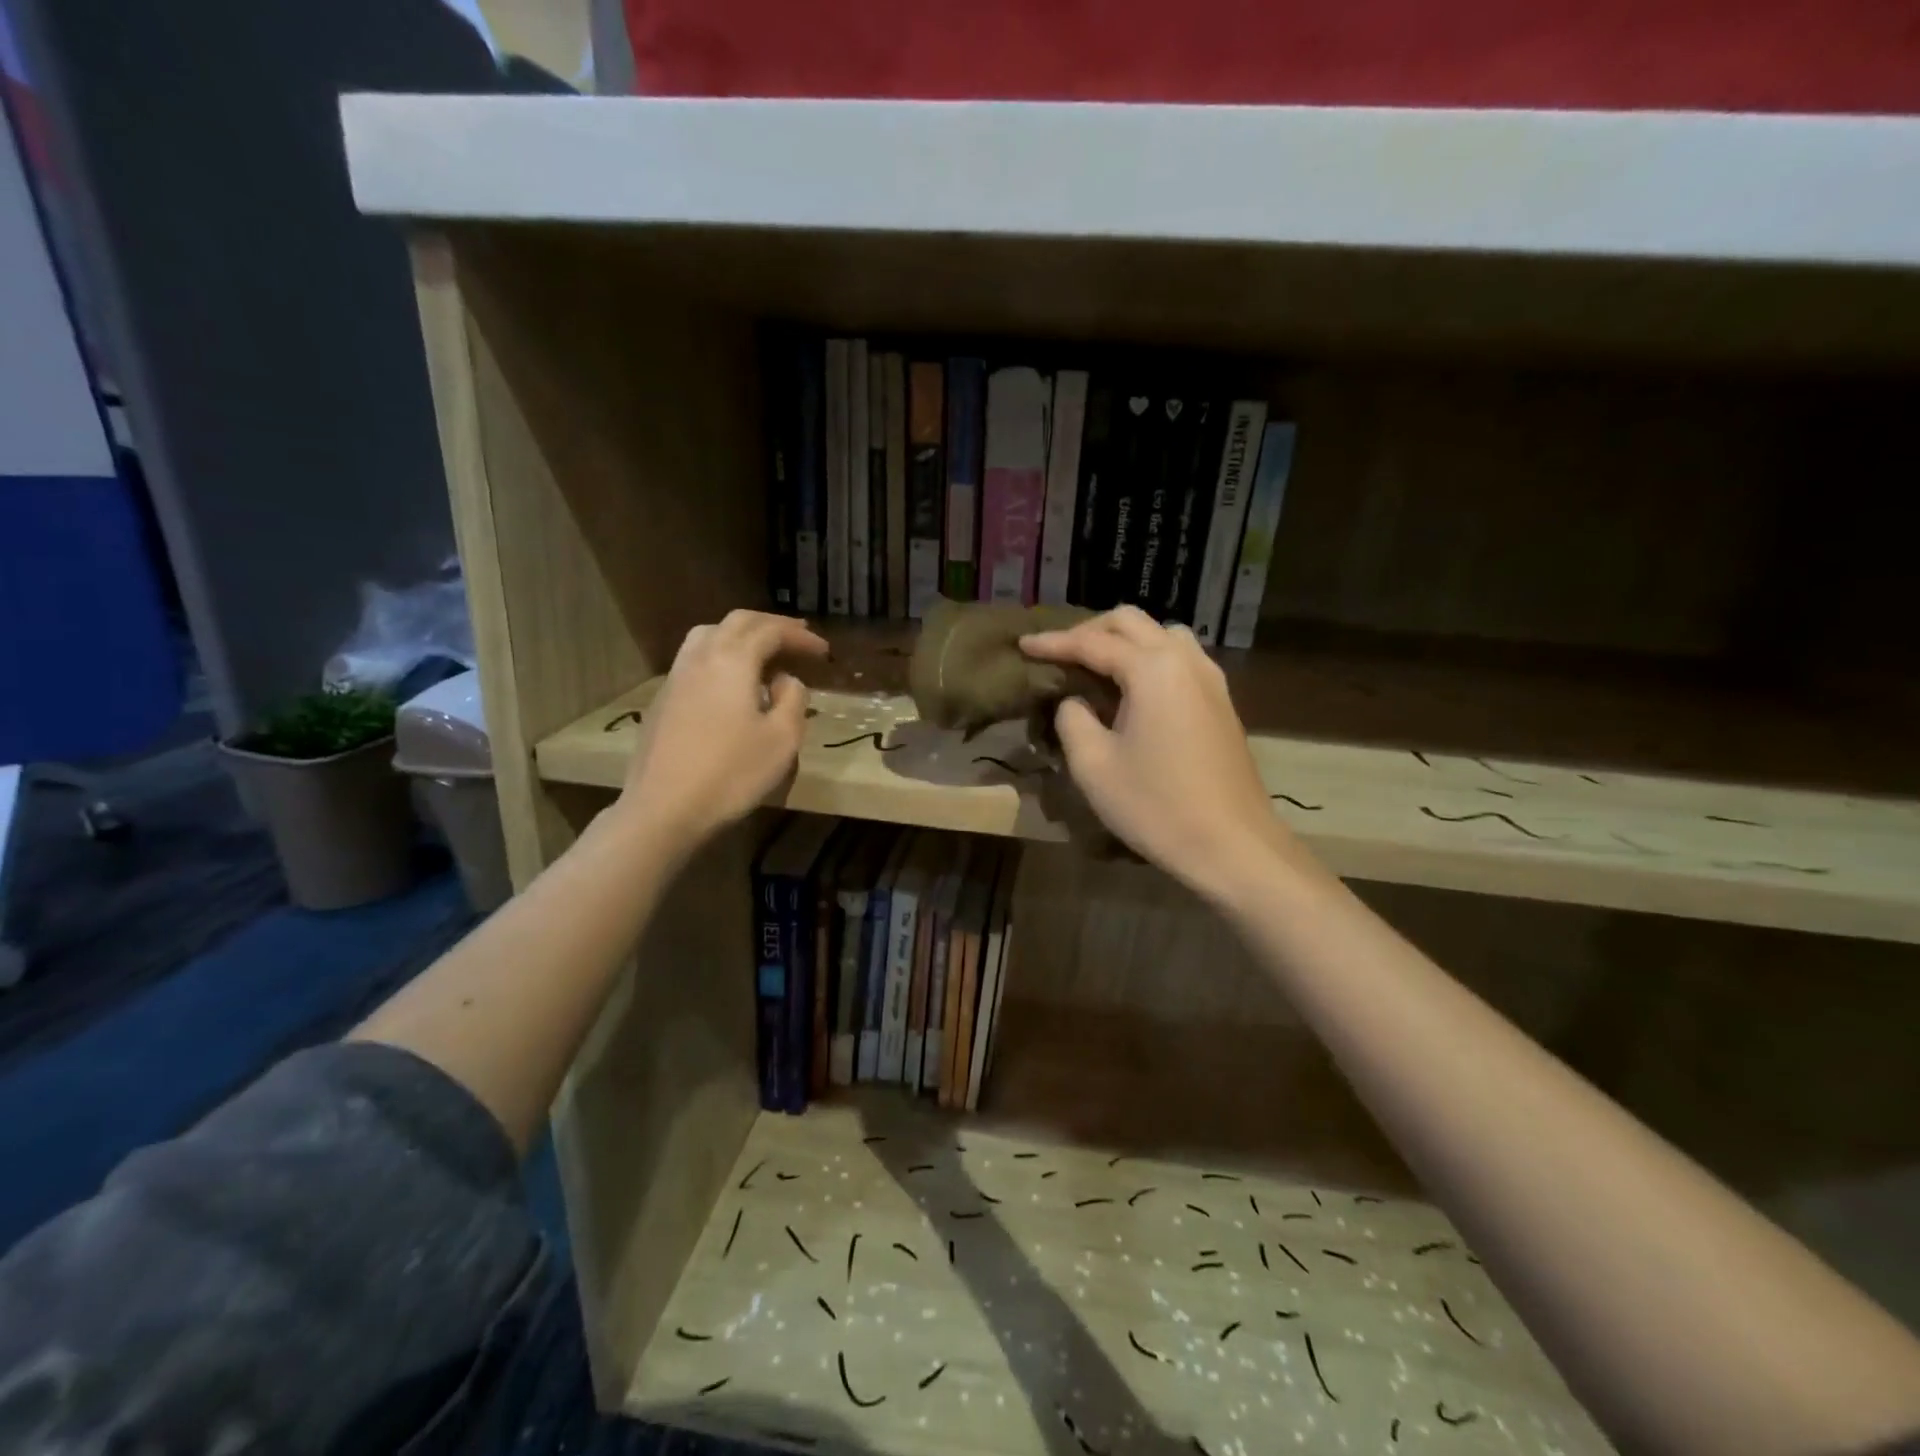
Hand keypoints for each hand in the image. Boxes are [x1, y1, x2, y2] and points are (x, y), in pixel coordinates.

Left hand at [620, 611, 827, 850]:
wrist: (663, 809)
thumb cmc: (731, 774)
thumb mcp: (782, 739)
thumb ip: (792, 700)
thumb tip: (785, 681)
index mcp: (733, 660)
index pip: (770, 631)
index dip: (800, 636)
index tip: (823, 651)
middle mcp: (701, 657)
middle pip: (737, 623)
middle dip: (771, 625)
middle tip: (798, 637)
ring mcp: (675, 677)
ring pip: (709, 635)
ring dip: (741, 635)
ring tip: (762, 652)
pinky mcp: (662, 700)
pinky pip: (695, 659)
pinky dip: (721, 655)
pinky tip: (731, 682)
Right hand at [1021, 608, 1310, 901]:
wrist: (1232, 845)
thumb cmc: (1156, 806)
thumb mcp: (1093, 765)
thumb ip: (1072, 719)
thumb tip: (1075, 701)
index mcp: (1152, 669)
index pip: (1092, 642)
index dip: (1053, 643)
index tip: (1023, 645)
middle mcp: (1185, 660)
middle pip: (1131, 623)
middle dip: (1090, 631)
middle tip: (1059, 654)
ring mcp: (1210, 679)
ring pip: (1162, 634)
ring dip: (1125, 640)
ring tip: (1097, 666)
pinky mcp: (1221, 701)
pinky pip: (1181, 658)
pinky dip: (1151, 658)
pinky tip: (1135, 688)